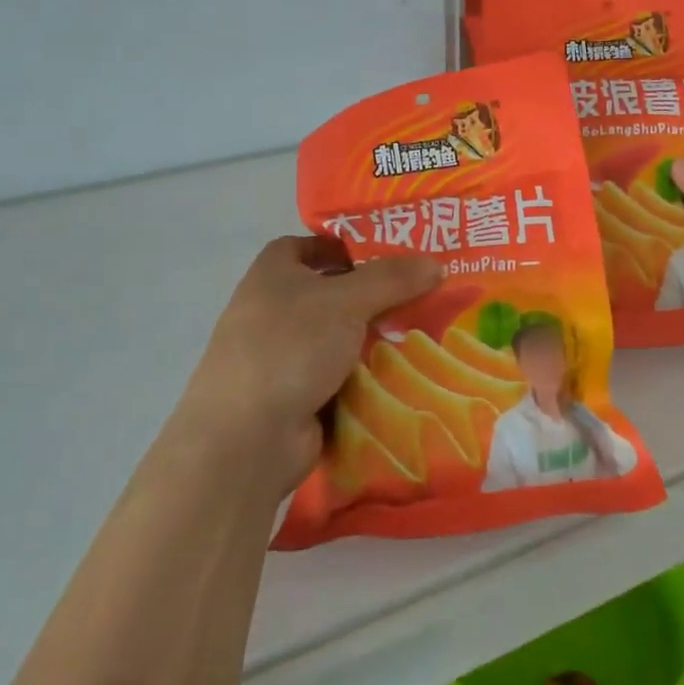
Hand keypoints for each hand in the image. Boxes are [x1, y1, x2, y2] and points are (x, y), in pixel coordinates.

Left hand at [176, 237, 442, 498]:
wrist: (247, 439)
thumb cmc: (290, 348)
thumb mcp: (347, 301)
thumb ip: (392, 279)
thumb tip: (436, 263)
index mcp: (271, 276)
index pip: (305, 246)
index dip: (341, 245)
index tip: (384, 253)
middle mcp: (273, 312)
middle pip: (330, 293)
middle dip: (373, 294)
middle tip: (421, 292)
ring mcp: (283, 358)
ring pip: (340, 338)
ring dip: (375, 337)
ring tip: (424, 332)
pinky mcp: (297, 397)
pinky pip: (341, 376)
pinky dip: (367, 375)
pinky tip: (405, 373)